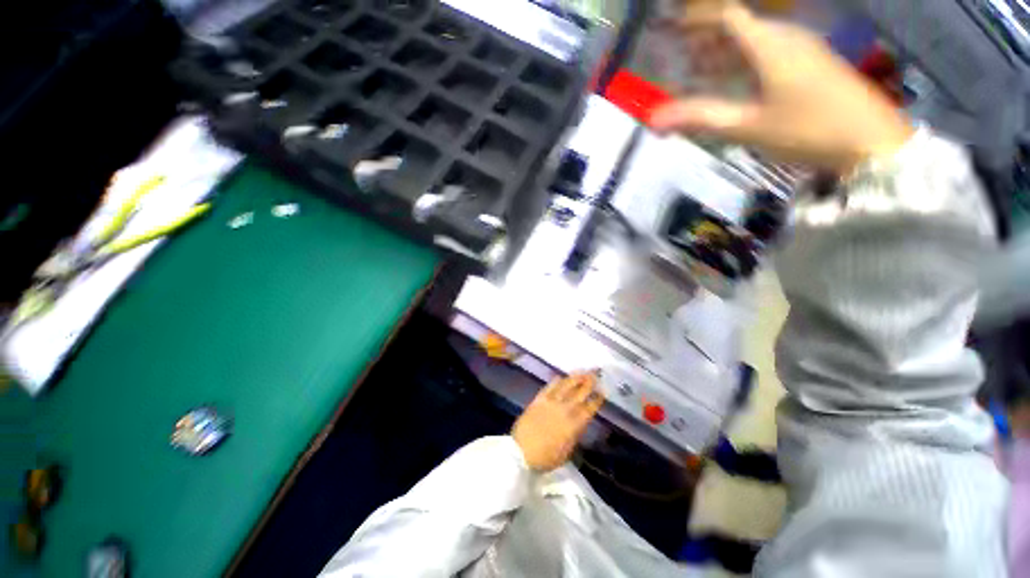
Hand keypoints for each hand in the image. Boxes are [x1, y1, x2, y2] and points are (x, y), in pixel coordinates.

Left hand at [512, 372, 604, 471]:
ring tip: (583, 371)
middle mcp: (564, 410)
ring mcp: (551, 402)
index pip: (588, 409)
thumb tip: (581, 424)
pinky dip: (556, 381)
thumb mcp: (566, 452)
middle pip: (579, 393)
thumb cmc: (545, 457)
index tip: (603, 391)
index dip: (596, 399)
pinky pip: (549, 387)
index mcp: (573, 425)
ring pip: (566, 386)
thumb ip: (575, 435)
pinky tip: (561, 376)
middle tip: (596, 374)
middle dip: (589, 383)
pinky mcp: (538, 399)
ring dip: (575, 378)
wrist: (520, 451)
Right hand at [650, 2, 913, 172]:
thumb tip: (655, 119)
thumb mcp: (747, 126)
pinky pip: (770, 52)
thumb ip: (700, 118)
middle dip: (707, 39)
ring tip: (701, 72)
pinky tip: (736, 83)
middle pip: (740, 26)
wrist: (871, 143)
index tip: (673, 30)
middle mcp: (786, 37)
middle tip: (681, 59)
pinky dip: (745, 62)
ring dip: (726, 52)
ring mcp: (803, 49)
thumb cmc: (808, 129)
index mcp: (769, 44)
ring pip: (755, 40)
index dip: (698, 20)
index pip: (727, 16)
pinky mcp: (813, 65)